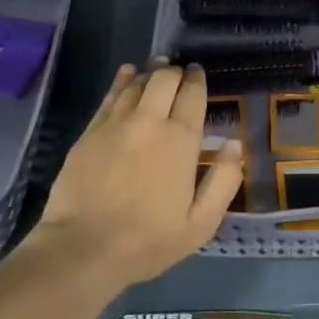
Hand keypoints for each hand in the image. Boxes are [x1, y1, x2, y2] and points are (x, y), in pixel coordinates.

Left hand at [33, 63, 242, 287]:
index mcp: (181, 140)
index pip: (192, 95)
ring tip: (156, 70)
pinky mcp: (89, 132)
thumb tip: (234, 145)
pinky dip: (122, 81)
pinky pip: (110, 96)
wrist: (83, 248)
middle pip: (164, 79)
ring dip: (149, 73)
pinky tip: (126, 75)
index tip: (198, 74)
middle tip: (179, 73)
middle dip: (175, 72)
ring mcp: (115, 124)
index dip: (197, 80)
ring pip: (136, 83)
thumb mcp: (202, 222)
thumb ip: (224, 180)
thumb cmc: (149, 240)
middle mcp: (149, 122)